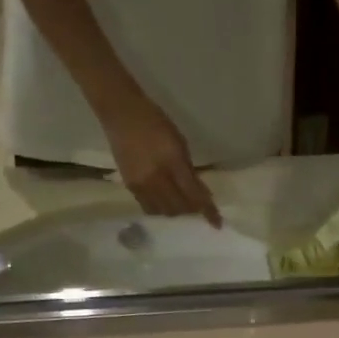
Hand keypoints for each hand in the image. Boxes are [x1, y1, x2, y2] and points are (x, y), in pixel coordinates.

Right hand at [104, 91, 221, 225]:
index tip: (217, 224)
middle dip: (191, 211)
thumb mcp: (179, 143)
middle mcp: (155, 179)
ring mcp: (140, 185)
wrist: (121, 113)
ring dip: (176, 212)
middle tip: (198, 207)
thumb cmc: (155, 122)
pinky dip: (160, 208)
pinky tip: (165, 202)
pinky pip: (148, 207)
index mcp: (171, 163)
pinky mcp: (130, 186)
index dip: (207, 211)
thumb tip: (200, 193)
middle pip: (179, 208)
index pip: (193, 195)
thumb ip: (189, 170)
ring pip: (163, 211)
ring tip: (182, 204)